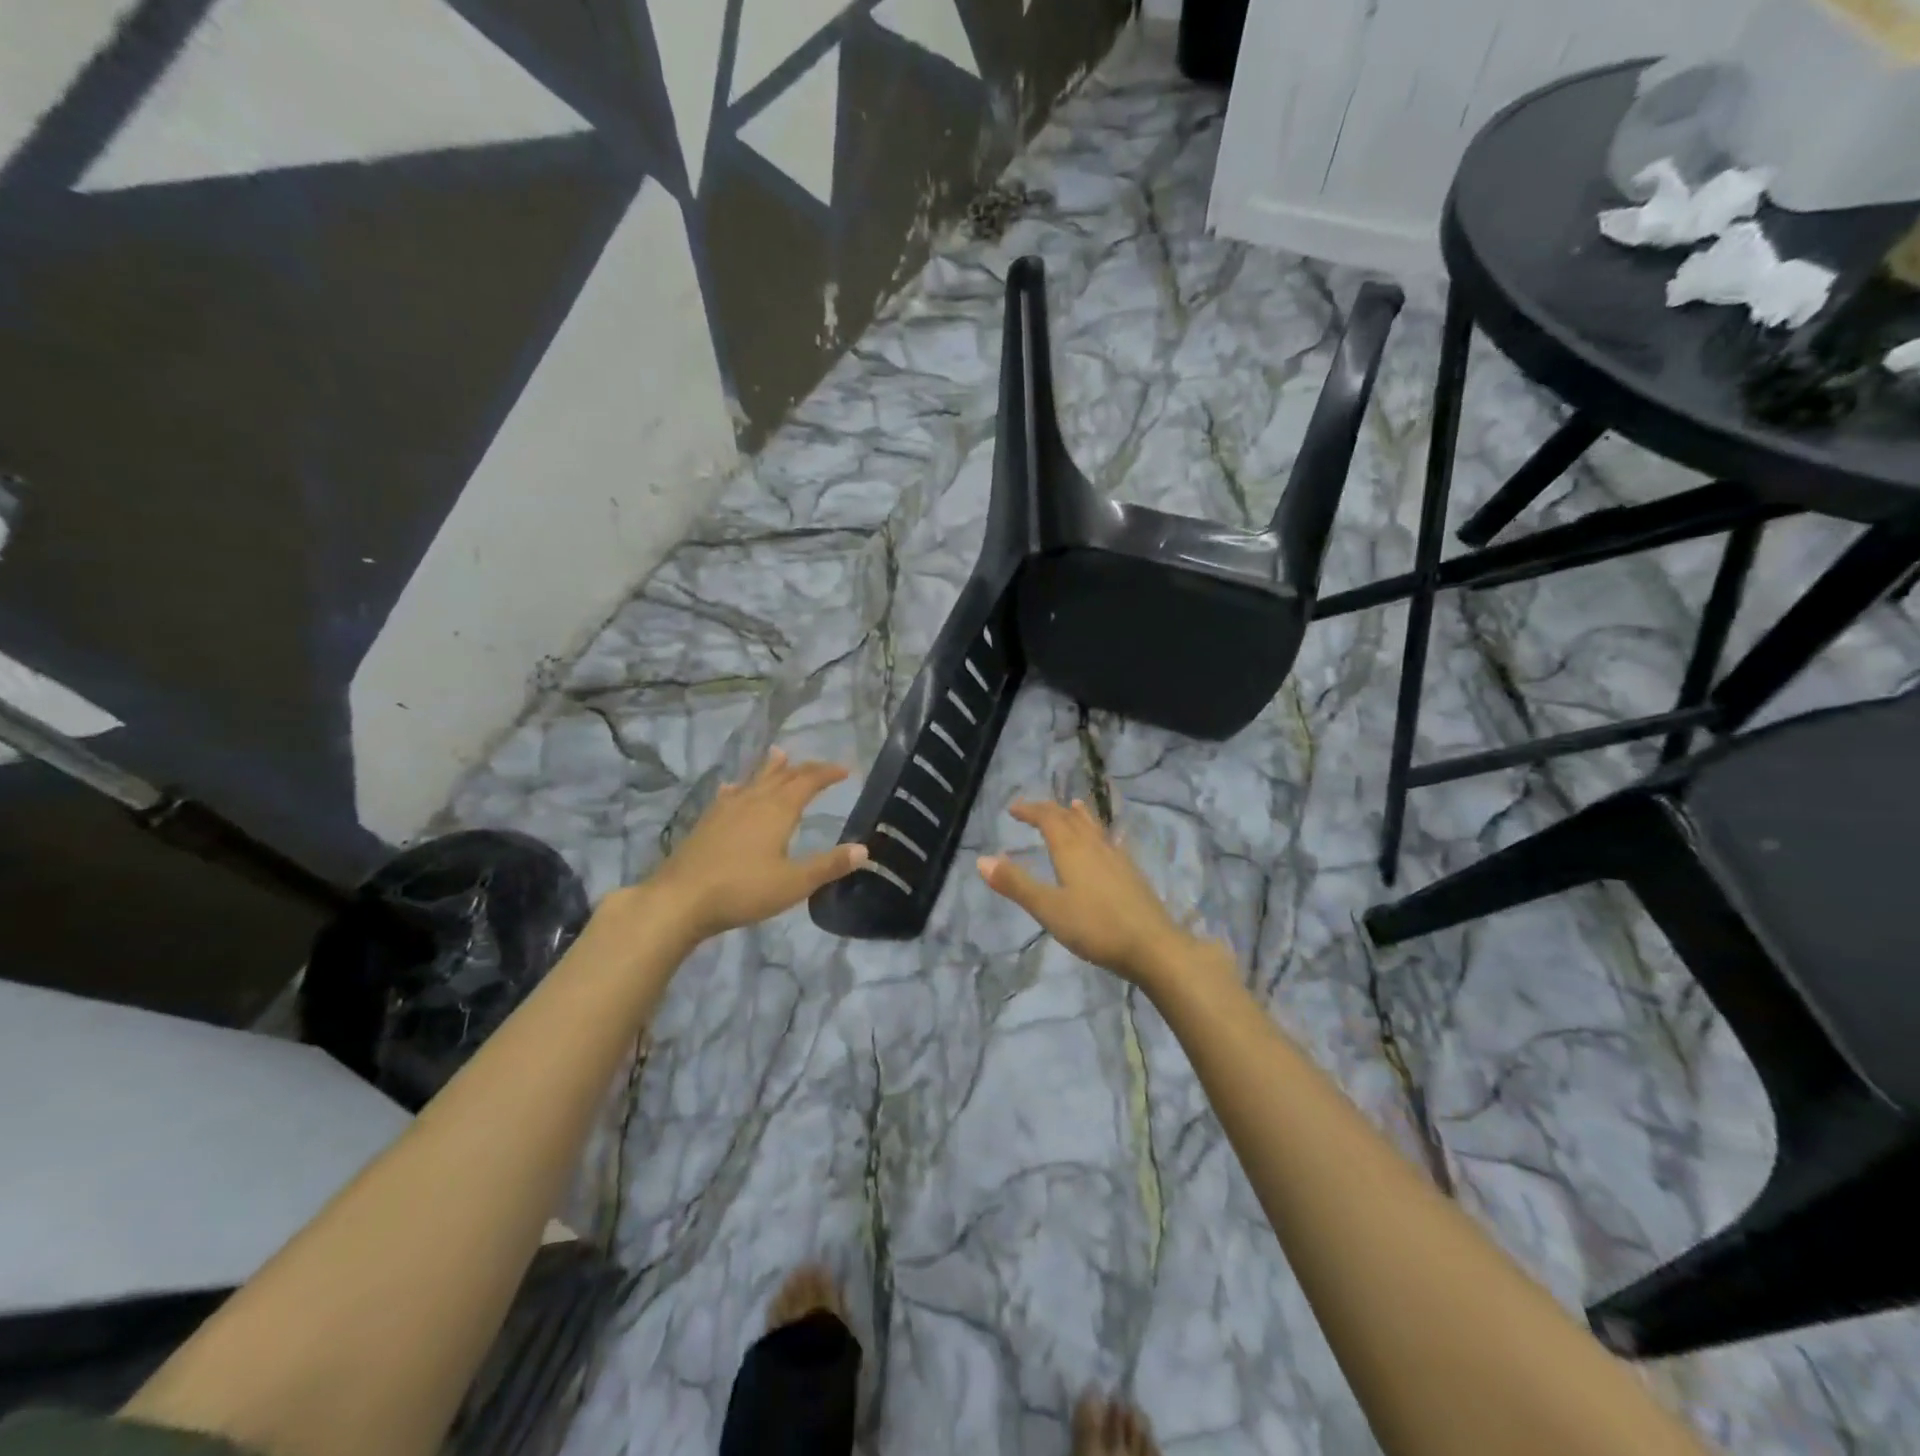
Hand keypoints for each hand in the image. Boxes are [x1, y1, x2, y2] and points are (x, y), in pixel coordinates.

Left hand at [643, 750, 867, 940]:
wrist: (680, 900)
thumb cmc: (743, 890)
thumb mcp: (794, 883)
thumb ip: (829, 865)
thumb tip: (864, 849)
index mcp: (778, 810)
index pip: (808, 781)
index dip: (828, 773)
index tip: (845, 770)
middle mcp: (753, 800)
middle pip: (782, 776)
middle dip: (804, 769)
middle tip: (820, 767)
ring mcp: (726, 809)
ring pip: (754, 780)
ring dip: (771, 768)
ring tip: (779, 754)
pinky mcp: (706, 822)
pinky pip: (729, 795)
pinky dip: (740, 787)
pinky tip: (732, 789)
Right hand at [977, 798, 1195, 984]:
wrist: (1153, 946)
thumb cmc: (1095, 927)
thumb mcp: (1048, 908)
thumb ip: (1016, 884)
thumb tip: (981, 859)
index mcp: (1071, 849)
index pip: (1048, 818)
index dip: (1030, 810)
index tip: (1012, 809)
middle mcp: (1094, 845)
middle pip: (1070, 818)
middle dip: (1050, 811)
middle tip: (1033, 811)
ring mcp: (1117, 858)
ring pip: (1093, 827)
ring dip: (1078, 815)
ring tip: (1073, 805)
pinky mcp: (1132, 873)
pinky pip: (1109, 841)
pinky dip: (1098, 832)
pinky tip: (1107, 843)